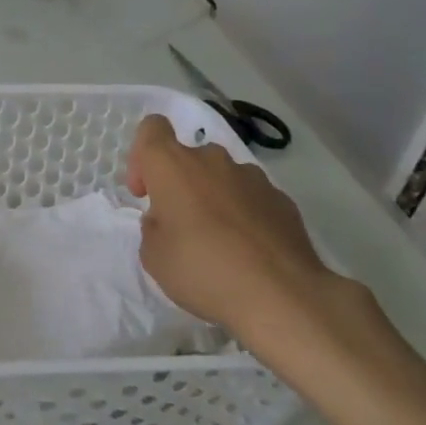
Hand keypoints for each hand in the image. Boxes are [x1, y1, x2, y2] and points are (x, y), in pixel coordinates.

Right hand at [127, 114, 349, 346]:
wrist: (282, 296)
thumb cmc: (202, 270)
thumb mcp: (153, 255)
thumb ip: (153, 226)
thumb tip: (168, 219)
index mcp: (172, 165)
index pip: (152, 128)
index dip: (142, 156)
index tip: (146, 192)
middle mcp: (212, 160)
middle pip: (188, 156)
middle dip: (180, 184)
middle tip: (180, 225)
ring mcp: (252, 178)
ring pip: (222, 176)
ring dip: (213, 197)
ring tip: (220, 241)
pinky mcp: (283, 200)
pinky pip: (252, 197)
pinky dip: (244, 214)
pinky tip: (250, 250)